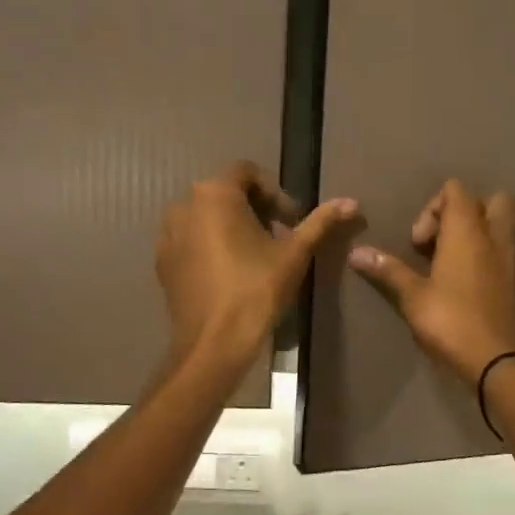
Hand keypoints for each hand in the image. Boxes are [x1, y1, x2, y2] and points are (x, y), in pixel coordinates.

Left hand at [157, 161, 357, 370]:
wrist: (214, 342)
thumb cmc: (257, 290)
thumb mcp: (295, 253)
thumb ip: (320, 222)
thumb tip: (351, 202)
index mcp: (215, 194)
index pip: (247, 172)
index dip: (274, 192)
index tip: (291, 220)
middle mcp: (184, 206)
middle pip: (225, 193)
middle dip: (254, 209)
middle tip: (279, 237)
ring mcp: (168, 235)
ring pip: (206, 217)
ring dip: (231, 227)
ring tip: (254, 255)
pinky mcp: (162, 263)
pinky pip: (190, 241)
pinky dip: (210, 246)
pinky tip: (229, 273)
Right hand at [347, 179, 514, 383]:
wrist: (498, 361)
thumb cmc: (452, 321)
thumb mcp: (413, 297)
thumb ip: (388, 270)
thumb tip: (356, 252)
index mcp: (467, 231)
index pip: (455, 190)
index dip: (432, 207)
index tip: (418, 242)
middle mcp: (493, 237)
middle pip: (492, 199)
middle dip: (465, 211)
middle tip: (441, 240)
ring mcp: (509, 258)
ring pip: (502, 224)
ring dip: (478, 232)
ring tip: (450, 259)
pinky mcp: (514, 280)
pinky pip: (503, 249)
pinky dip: (486, 253)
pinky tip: (462, 279)